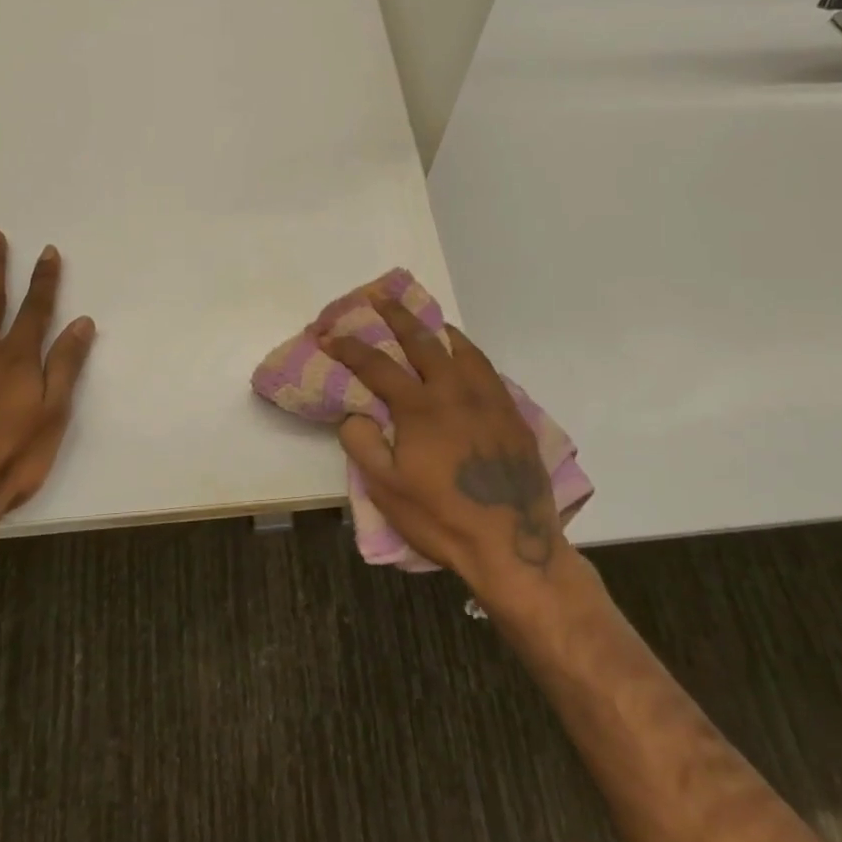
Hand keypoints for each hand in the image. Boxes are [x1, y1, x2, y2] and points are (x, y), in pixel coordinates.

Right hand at [323, 298, 570, 604]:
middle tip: (379, 297)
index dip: (348, 347)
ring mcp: (489, 400)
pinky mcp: (512, 414)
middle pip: (421, 341)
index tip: (328, 335)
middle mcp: (455, 391)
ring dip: (436, 329)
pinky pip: (488, 369)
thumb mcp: (386, 490)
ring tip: (425, 320)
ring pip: (461, 349)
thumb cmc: (441, 518)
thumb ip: (363, 444)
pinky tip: (465, 357)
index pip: (376, 365)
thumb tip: (355, 413)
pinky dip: (469, 353)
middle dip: (395, 316)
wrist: (513, 544)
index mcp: (420, 407)